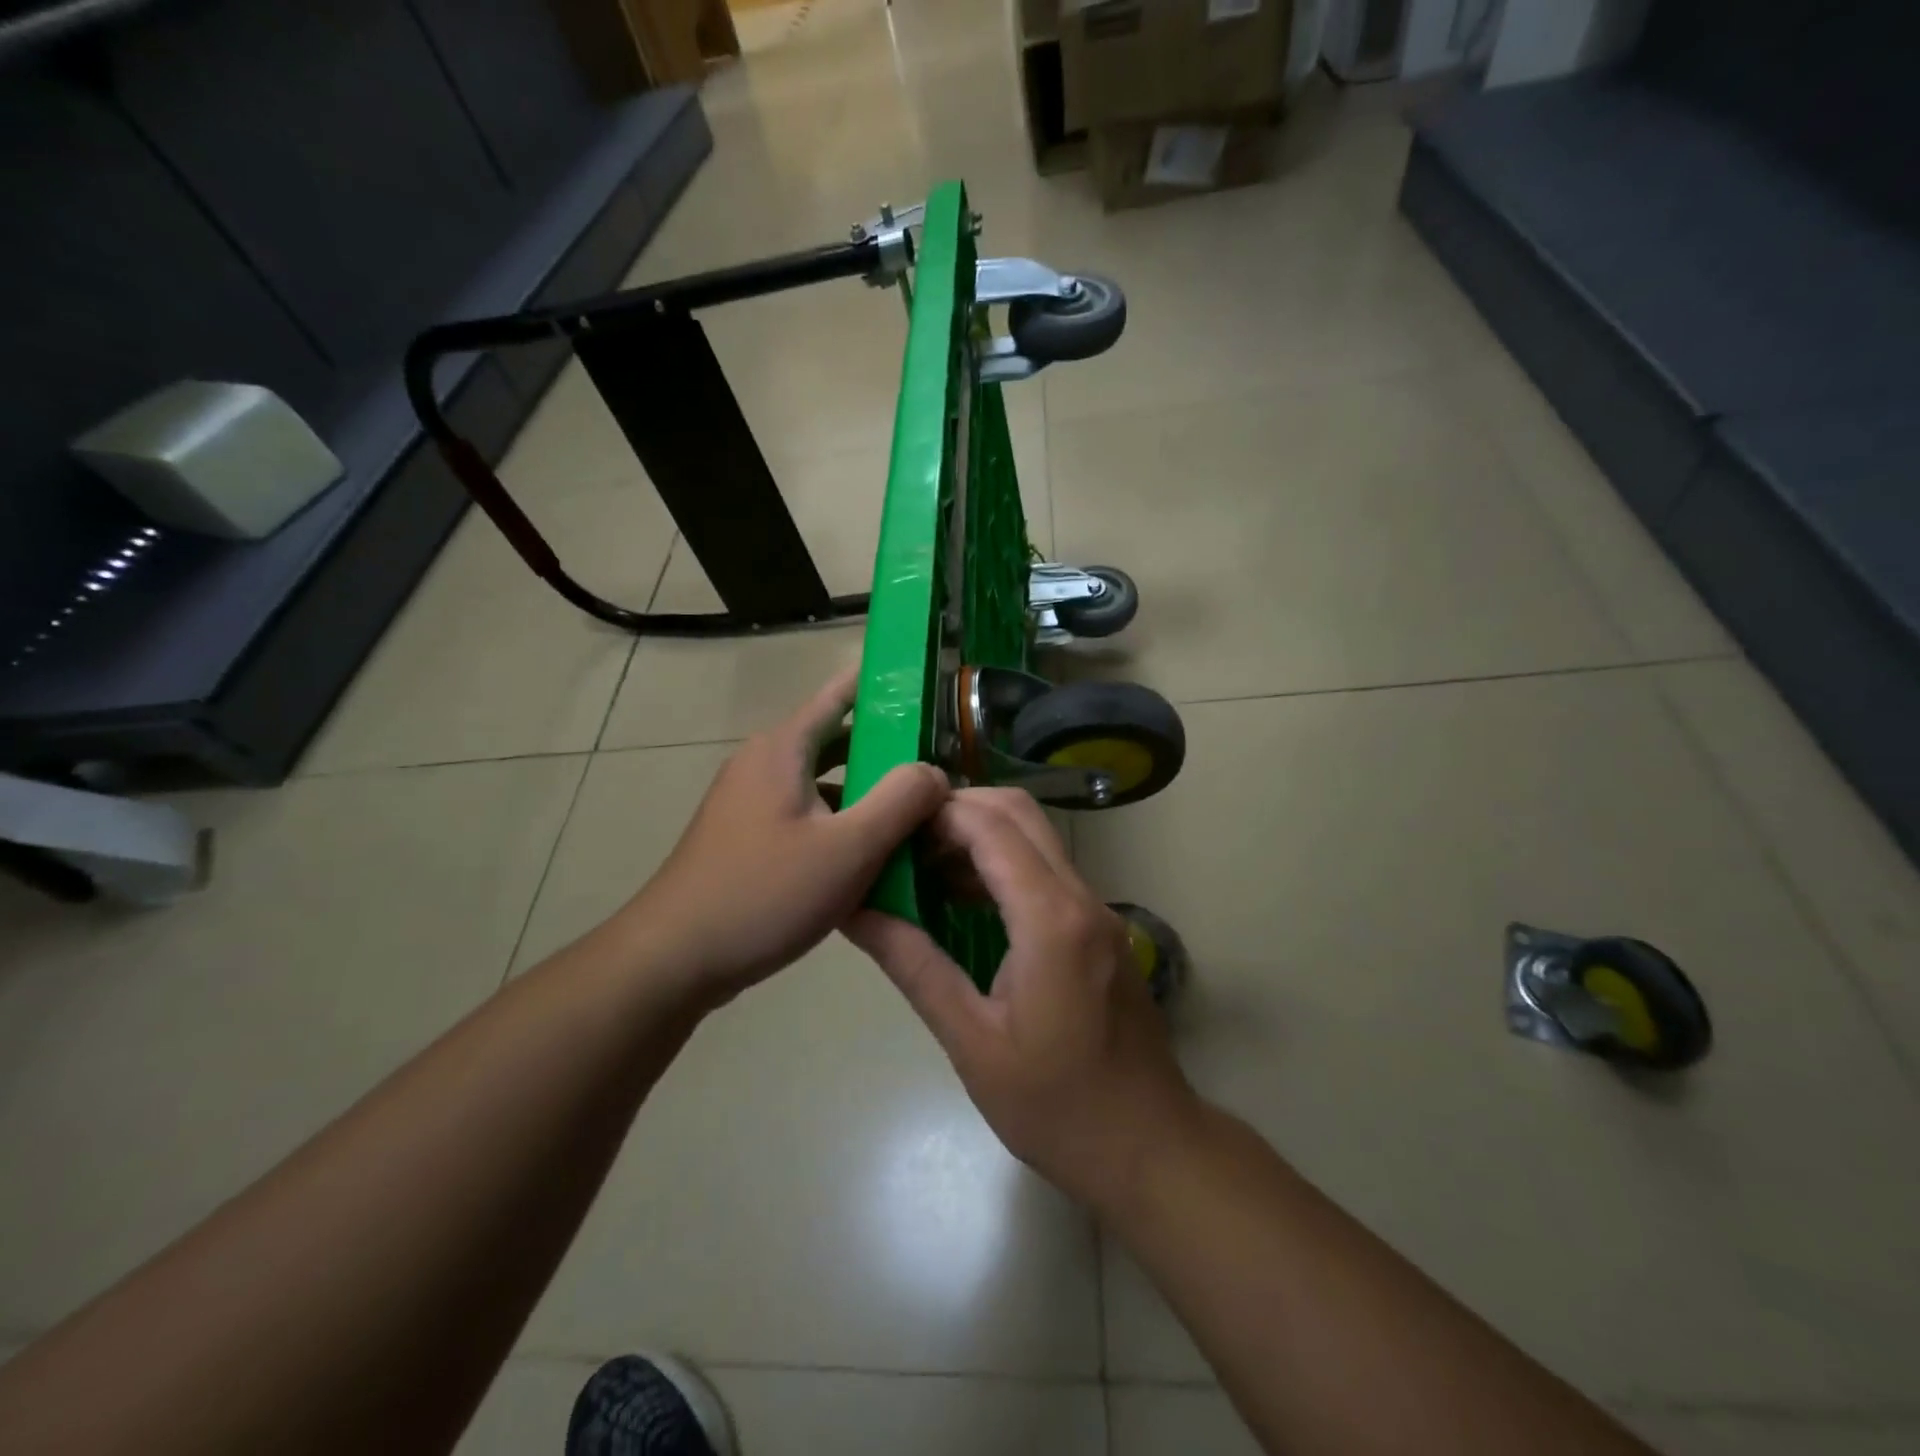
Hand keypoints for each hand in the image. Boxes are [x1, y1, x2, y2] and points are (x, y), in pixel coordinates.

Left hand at [629, 666, 948, 1006]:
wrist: (673, 959)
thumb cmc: (764, 893)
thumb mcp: (848, 848)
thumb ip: (901, 801)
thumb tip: (935, 771)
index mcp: (783, 748)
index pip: (841, 693)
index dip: (884, 685)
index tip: (929, 685)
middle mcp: (764, 764)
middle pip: (837, 740)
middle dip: (888, 748)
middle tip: (941, 760)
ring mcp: (751, 802)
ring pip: (824, 782)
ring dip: (867, 791)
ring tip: (918, 806)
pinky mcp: (748, 838)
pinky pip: (807, 814)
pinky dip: (842, 822)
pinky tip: (873, 853)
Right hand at [847, 788, 1199, 1210]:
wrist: (1148, 1147)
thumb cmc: (1055, 1106)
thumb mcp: (971, 1041)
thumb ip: (914, 966)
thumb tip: (857, 912)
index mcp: (1051, 921)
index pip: (992, 828)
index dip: (939, 813)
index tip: (891, 824)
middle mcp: (1082, 898)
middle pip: (1021, 814)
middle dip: (960, 810)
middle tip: (906, 838)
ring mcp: (1098, 910)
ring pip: (1038, 838)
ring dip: (983, 835)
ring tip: (925, 866)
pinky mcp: (1101, 928)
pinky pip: (1049, 871)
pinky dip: (1006, 864)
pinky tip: (966, 901)